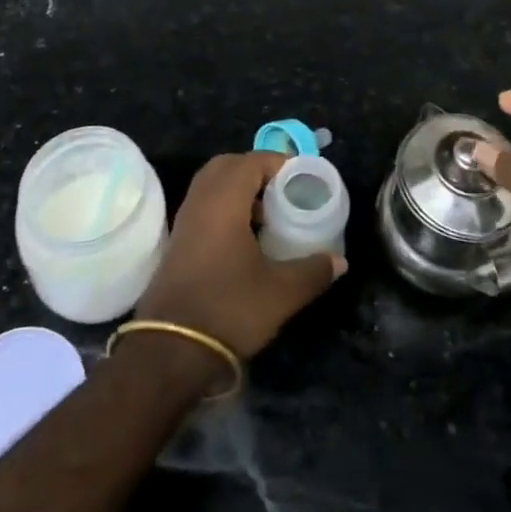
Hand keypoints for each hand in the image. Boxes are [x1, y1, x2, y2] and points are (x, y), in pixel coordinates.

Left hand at [135, 151, 344, 359]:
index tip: (302, 179)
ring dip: (239, 190)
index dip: (279, 163)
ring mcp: (185, 220)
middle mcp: (200, 200)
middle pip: (228, 165)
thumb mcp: (281, 292)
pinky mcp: (178, 242)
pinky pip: (204, 205)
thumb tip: (339, 261)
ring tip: (268, 215)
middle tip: (283, 191)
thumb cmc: (229, 309)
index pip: (252, 161)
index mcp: (224, 200)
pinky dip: (225, 207)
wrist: (171, 351)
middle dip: (257, 171)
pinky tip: (245, 238)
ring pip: (213, 185)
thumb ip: (313, 271)